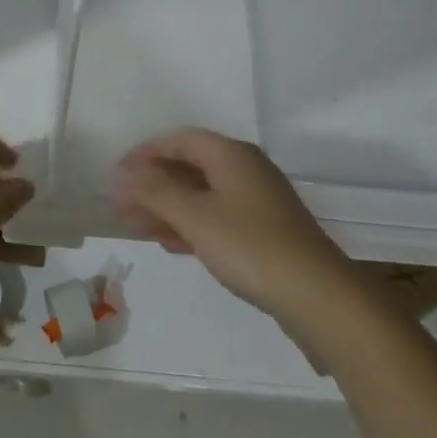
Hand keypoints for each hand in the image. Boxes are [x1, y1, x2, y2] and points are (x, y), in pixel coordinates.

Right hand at [113, 128, 349, 322]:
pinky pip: (218, 216)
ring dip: (169, 207)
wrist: (319, 297)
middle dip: (153, 185)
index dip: (144, 154)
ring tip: (139, 228)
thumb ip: (155, 191)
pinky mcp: (266, 231)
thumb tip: (125, 173)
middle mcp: (245, 168)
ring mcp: (258, 200)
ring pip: (202, 194)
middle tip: (121, 208)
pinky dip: (192, 225)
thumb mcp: (195, 216)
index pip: (178, 140)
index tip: (116, 176)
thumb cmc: (251, 246)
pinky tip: (174, 245)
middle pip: (189, 167)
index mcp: (230, 154)